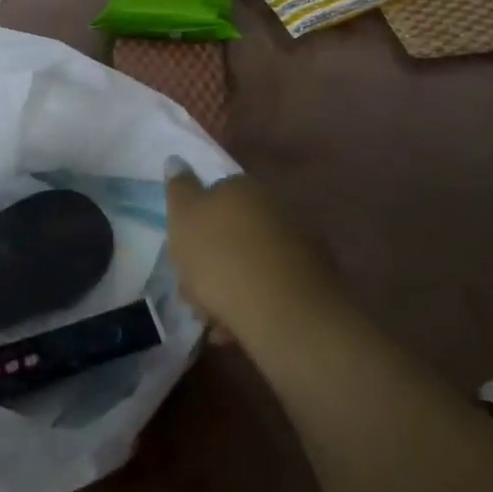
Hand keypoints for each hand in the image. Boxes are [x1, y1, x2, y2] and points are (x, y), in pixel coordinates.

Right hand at [164, 162, 342, 348]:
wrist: (284, 312)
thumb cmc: (221, 258)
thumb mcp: (183, 217)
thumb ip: (179, 188)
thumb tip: (177, 160)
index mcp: (242, 186)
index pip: (213, 197)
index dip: (194, 228)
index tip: (183, 256)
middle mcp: (274, 206)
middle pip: (233, 233)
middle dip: (212, 262)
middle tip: (194, 294)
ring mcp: (299, 243)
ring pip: (251, 263)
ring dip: (231, 288)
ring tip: (214, 322)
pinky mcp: (315, 281)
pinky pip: (272, 289)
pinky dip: (254, 305)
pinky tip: (238, 331)